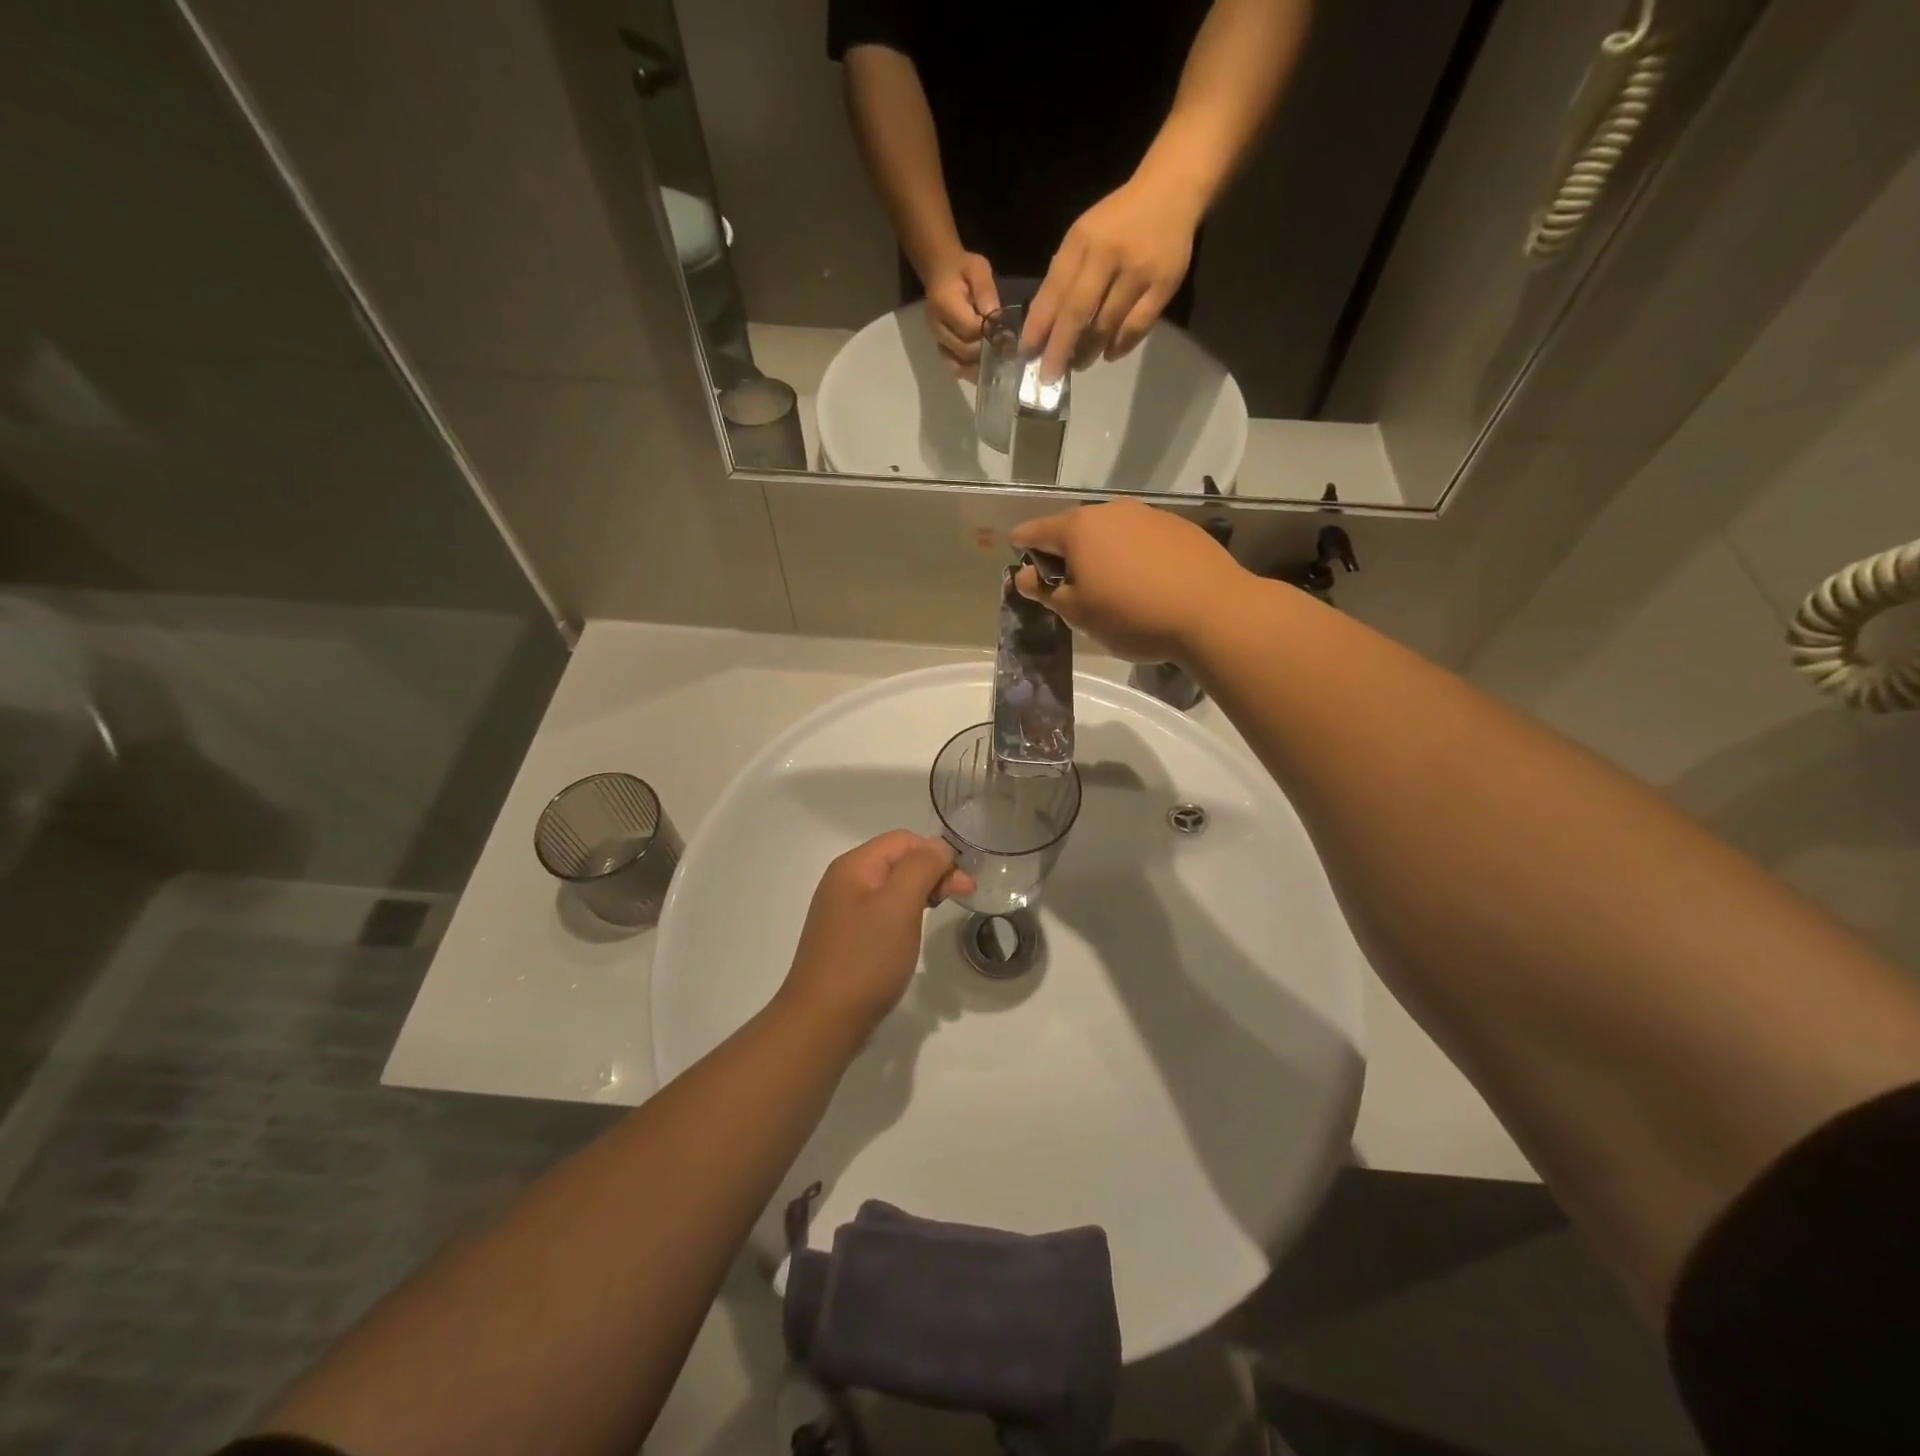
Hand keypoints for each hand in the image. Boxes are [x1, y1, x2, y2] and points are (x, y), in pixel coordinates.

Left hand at [779, 831, 973, 1036]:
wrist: (823, 1021)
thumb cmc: (865, 959)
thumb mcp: (899, 905)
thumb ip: (921, 867)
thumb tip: (938, 847)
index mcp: (854, 866)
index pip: (904, 840)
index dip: (937, 855)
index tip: (962, 886)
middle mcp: (845, 881)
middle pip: (898, 860)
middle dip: (933, 872)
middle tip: (962, 897)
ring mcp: (843, 910)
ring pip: (892, 887)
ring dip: (921, 892)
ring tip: (941, 911)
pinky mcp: (848, 937)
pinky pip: (883, 911)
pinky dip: (905, 914)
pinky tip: (913, 931)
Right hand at [920, 251, 1000, 376]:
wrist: (940, 271)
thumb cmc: (962, 268)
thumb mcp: (979, 269)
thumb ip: (987, 294)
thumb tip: (996, 321)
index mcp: (944, 304)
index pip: (970, 329)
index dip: (990, 335)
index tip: (1007, 334)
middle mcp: (937, 326)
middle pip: (965, 351)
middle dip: (987, 352)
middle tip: (1006, 351)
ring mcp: (937, 339)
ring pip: (959, 364)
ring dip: (979, 366)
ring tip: (997, 362)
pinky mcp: (941, 347)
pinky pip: (954, 367)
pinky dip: (970, 370)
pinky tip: (984, 368)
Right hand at [1010, 499, 1247, 663]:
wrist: (1213, 612)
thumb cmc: (1132, 615)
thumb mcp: (1078, 613)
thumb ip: (1045, 591)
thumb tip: (1024, 576)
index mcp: (1079, 528)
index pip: (1036, 531)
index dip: (1023, 547)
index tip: (1020, 561)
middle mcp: (1112, 511)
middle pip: (1076, 530)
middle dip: (1066, 554)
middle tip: (1070, 589)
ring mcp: (1149, 515)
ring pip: (1112, 533)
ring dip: (1102, 555)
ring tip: (1112, 589)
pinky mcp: (1180, 527)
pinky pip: (1142, 540)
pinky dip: (1134, 557)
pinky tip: (1147, 584)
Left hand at [1022, 178, 1198, 381]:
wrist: (1173, 190)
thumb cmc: (1118, 221)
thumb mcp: (1084, 236)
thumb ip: (1064, 275)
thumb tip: (1043, 326)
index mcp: (1083, 240)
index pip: (1054, 290)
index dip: (1039, 325)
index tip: (1028, 353)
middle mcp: (1109, 254)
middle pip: (1077, 312)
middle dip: (1059, 349)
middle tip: (1048, 376)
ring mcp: (1139, 270)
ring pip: (1106, 324)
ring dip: (1088, 351)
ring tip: (1078, 364)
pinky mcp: (1164, 284)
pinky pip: (1137, 327)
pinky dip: (1120, 346)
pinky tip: (1109, 354)